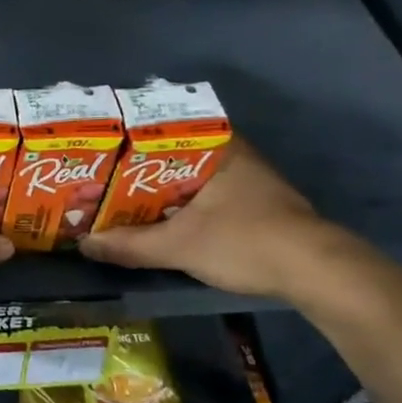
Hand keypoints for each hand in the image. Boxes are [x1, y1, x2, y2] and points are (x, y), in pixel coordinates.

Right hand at [78, 141, 342, 298]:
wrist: (317, 273)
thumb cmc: (244, 241)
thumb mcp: (178, 246)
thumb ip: (129, 245)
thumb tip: (84, 245)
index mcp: (216, 146)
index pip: (161, 129)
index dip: (126, 141)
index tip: (99, 152)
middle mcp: (233, 153)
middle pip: (172, 155)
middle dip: (138, 170)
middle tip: (103, 180)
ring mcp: (249, 179)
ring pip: (190, 177)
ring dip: (160, 190)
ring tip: (122, 200)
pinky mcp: (257, 204)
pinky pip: (206, 195)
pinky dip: (181, 204)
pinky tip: (160, 220)